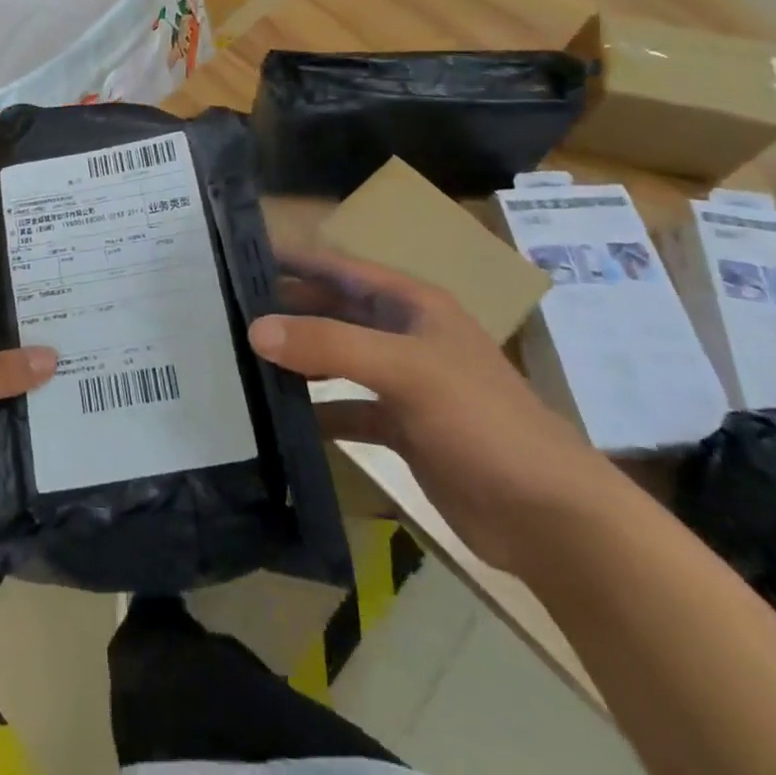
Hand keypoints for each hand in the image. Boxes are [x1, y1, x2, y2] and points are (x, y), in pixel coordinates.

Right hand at [248, 249, 624, 573]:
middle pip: (333, 311)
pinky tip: (281, 418)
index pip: (339, 267)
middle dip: (286, 310)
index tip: (239, 256)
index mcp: (410, 304)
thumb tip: (255, 329)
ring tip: (241, 358)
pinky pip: (346, 408)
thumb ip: (329, 345)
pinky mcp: (402, 428)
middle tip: (226, 311)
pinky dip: (317, 411)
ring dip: (297, 359)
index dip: (293, 259)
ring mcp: (402, 382)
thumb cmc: (481, 421)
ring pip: (336, 359)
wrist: (549, 518)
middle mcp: (403, 334)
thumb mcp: (405, 371)